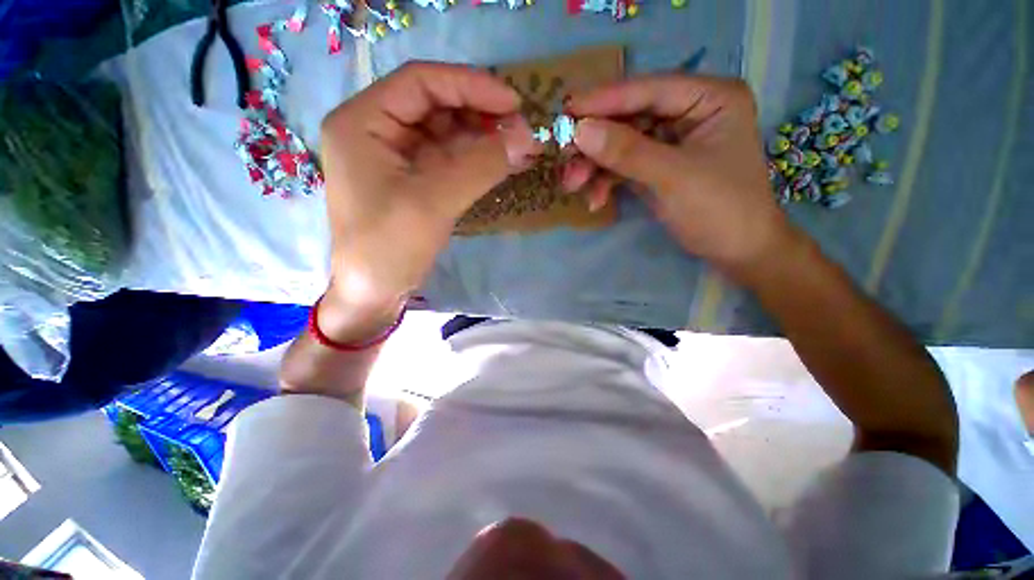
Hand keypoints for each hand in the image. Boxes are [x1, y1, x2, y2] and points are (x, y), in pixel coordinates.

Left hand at [319, 62, 538, 333]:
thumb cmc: (389, 247)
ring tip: (518, 145)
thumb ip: (481, 165)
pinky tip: (502, 160)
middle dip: (479, 112)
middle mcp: (376, 130)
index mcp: (362, 121)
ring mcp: (396, 156)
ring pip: (445, 131)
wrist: (373, 292)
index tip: (513, 102)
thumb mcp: (434, 202)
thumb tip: (527, 137)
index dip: (470, 85)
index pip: (421, 82)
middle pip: (434, 105)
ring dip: (482, 136)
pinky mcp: (413, 179)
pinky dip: (476, 158)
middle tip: (520, 127)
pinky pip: (448, 158)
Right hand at [566, 75, 795, 276]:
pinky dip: (606, 181)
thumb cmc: (720, 209)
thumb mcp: (673, 177)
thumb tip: (580, 131)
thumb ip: (627, 152)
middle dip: (595, 143)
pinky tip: (594, 200)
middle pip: (629, 118)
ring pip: (621, 144)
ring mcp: (669, 141)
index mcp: (709, 98)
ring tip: (572, 186)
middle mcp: (688, 112)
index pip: (649, 90)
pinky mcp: (656, 166)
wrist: (735, 251)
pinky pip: (623, 166)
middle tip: (563, 157)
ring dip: (594, 166)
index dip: (605, 100)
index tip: (566, 110)